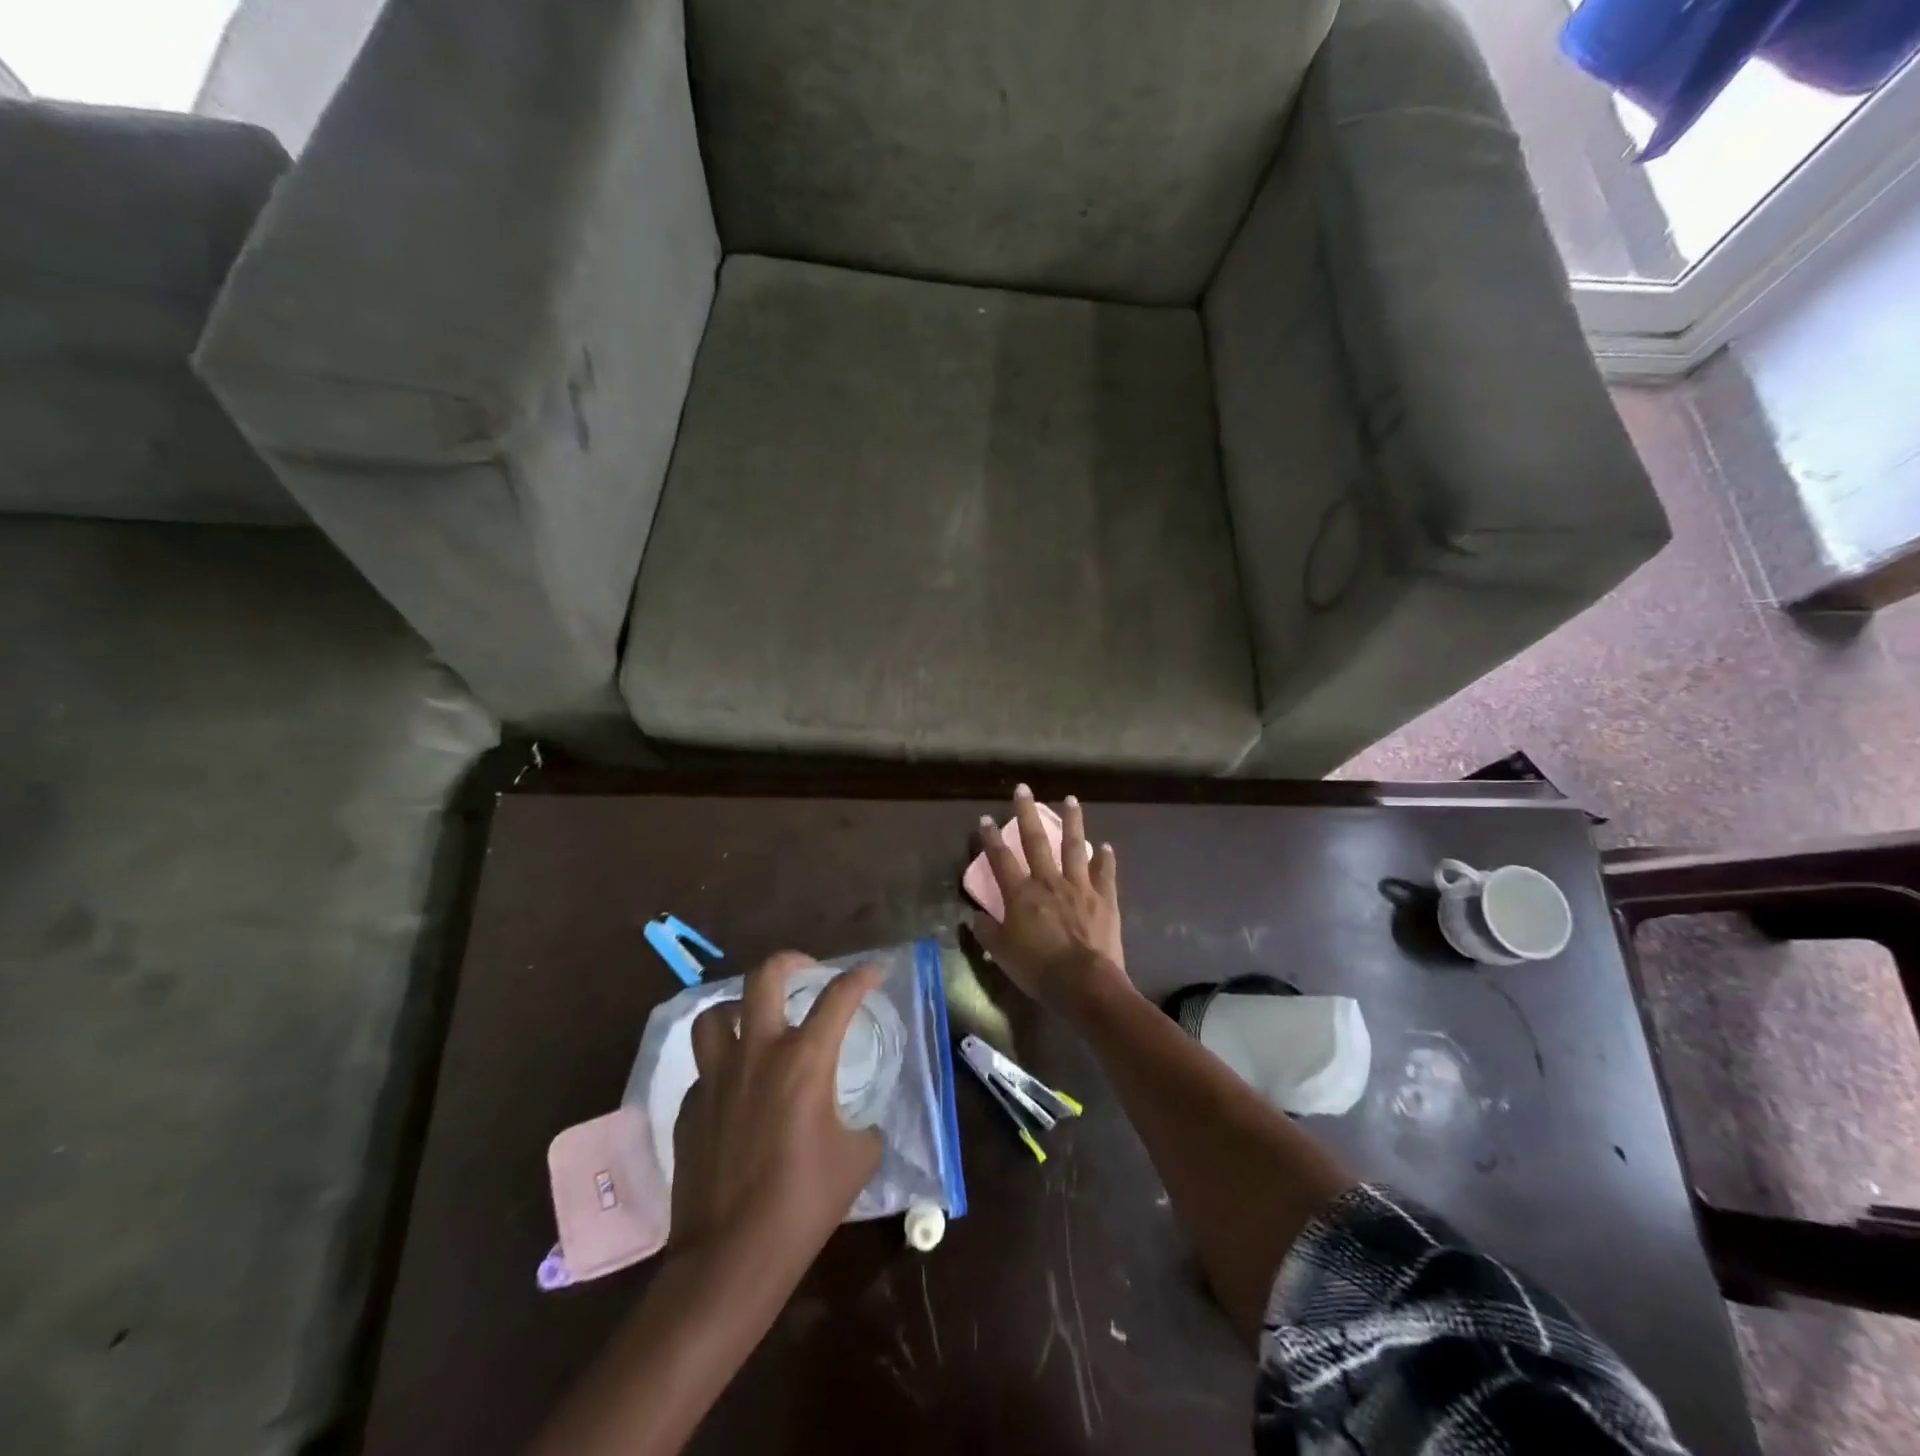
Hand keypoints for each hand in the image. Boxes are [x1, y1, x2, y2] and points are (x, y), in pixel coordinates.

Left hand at [669, 952, 883, 1289]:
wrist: (730, 1259)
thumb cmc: (804, 1204)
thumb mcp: (857, 1160)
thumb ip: (864, 1125)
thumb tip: (859, 1120)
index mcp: (804, 1060)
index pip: (839, 997)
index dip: (862, 976)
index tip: (875, 972)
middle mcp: (757, 1054)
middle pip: (764, 978)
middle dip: (790, 961)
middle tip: (807, 970)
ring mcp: (716, 1078)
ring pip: (715, 1014)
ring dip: (739, 1008)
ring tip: (756, 1021)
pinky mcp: (690, 1107)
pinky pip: (705, 1069)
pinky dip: (724, 1066)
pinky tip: (738, 1092)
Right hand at [971, 786, 1129, 1013]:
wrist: (1084, 983)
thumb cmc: (1038, 969)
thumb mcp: (1002, 953)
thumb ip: (986, 931)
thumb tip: (974, 916)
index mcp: (1021, 894)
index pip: (1001, 859)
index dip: (990, 838)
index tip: (985, 819)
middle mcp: (1048, 881)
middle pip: (1035, 841)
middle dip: (1027, 813)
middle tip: (1024, 789)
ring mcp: (1079, 886)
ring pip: (1074, 846)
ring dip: (1072, 821)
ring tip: (1071, 799)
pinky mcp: (1104, 898)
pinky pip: (1105, 873)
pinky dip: (1105, 858)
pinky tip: (1105, 846)